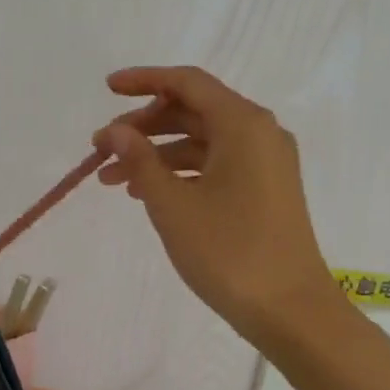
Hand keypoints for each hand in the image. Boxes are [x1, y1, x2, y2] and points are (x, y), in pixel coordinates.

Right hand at [94, 66, 335, 342]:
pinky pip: (216, 166)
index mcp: (243, 124)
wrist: (288, 308)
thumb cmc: (228, 251)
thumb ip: (140, 160)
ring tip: (113, 181)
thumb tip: (115, 130)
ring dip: (157, 155)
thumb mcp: (172, 205)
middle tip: (102, 150)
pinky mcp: (265, 191)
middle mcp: (259, 133)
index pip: (187, 83)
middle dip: (144, 126)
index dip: (143, 81)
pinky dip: (180, 174)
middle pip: (193, 112)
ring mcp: (265, 163)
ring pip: (201, 143)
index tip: (106, 89)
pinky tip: (148, 194)